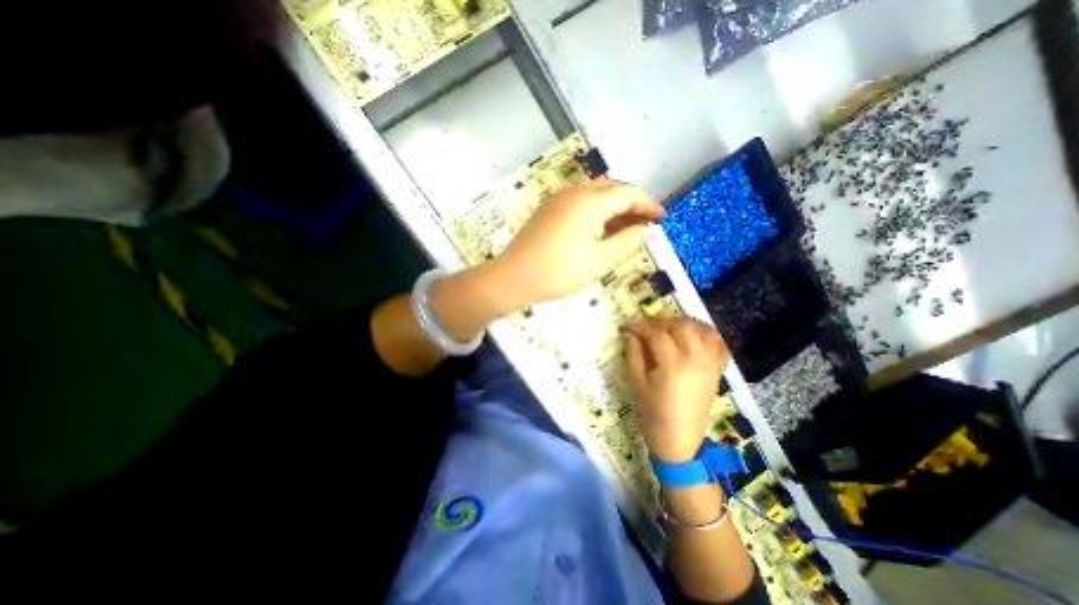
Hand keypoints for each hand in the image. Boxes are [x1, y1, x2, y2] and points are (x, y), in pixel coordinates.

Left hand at [490, 180, 665, 306]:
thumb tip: (643, 229)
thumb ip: (627, 242)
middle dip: (632, 205)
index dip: (648, 204)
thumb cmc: (559, 271)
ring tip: (625, 229)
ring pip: (595, 195)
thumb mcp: (600, 261)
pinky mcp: (548, 210)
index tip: (661, 218)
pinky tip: (600, 230)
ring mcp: (558, 200)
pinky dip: (596, 212)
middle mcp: (574, 192)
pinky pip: (579, 203)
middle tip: (644, 225)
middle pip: (612, 190)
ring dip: (614, 208)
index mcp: (589, 201)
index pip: (628, 193)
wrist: (513, 277)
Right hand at [626, 318, 734, 462]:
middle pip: (681, 326)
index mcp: (672, 364)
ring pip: (701, 330)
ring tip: (667, 327)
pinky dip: (706, 333)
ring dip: (683, 323)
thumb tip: (630, 333)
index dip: (639, 326)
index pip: (656, 333)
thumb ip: (633, 354)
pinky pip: (718, 343)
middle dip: (660, 321)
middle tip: (645, 327)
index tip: (626, 326)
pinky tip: (692, 335)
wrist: (680, 441)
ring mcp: (710, 363)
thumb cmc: (652, 413)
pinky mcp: (717, 370)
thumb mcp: (636, 383)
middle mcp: (695, 359)